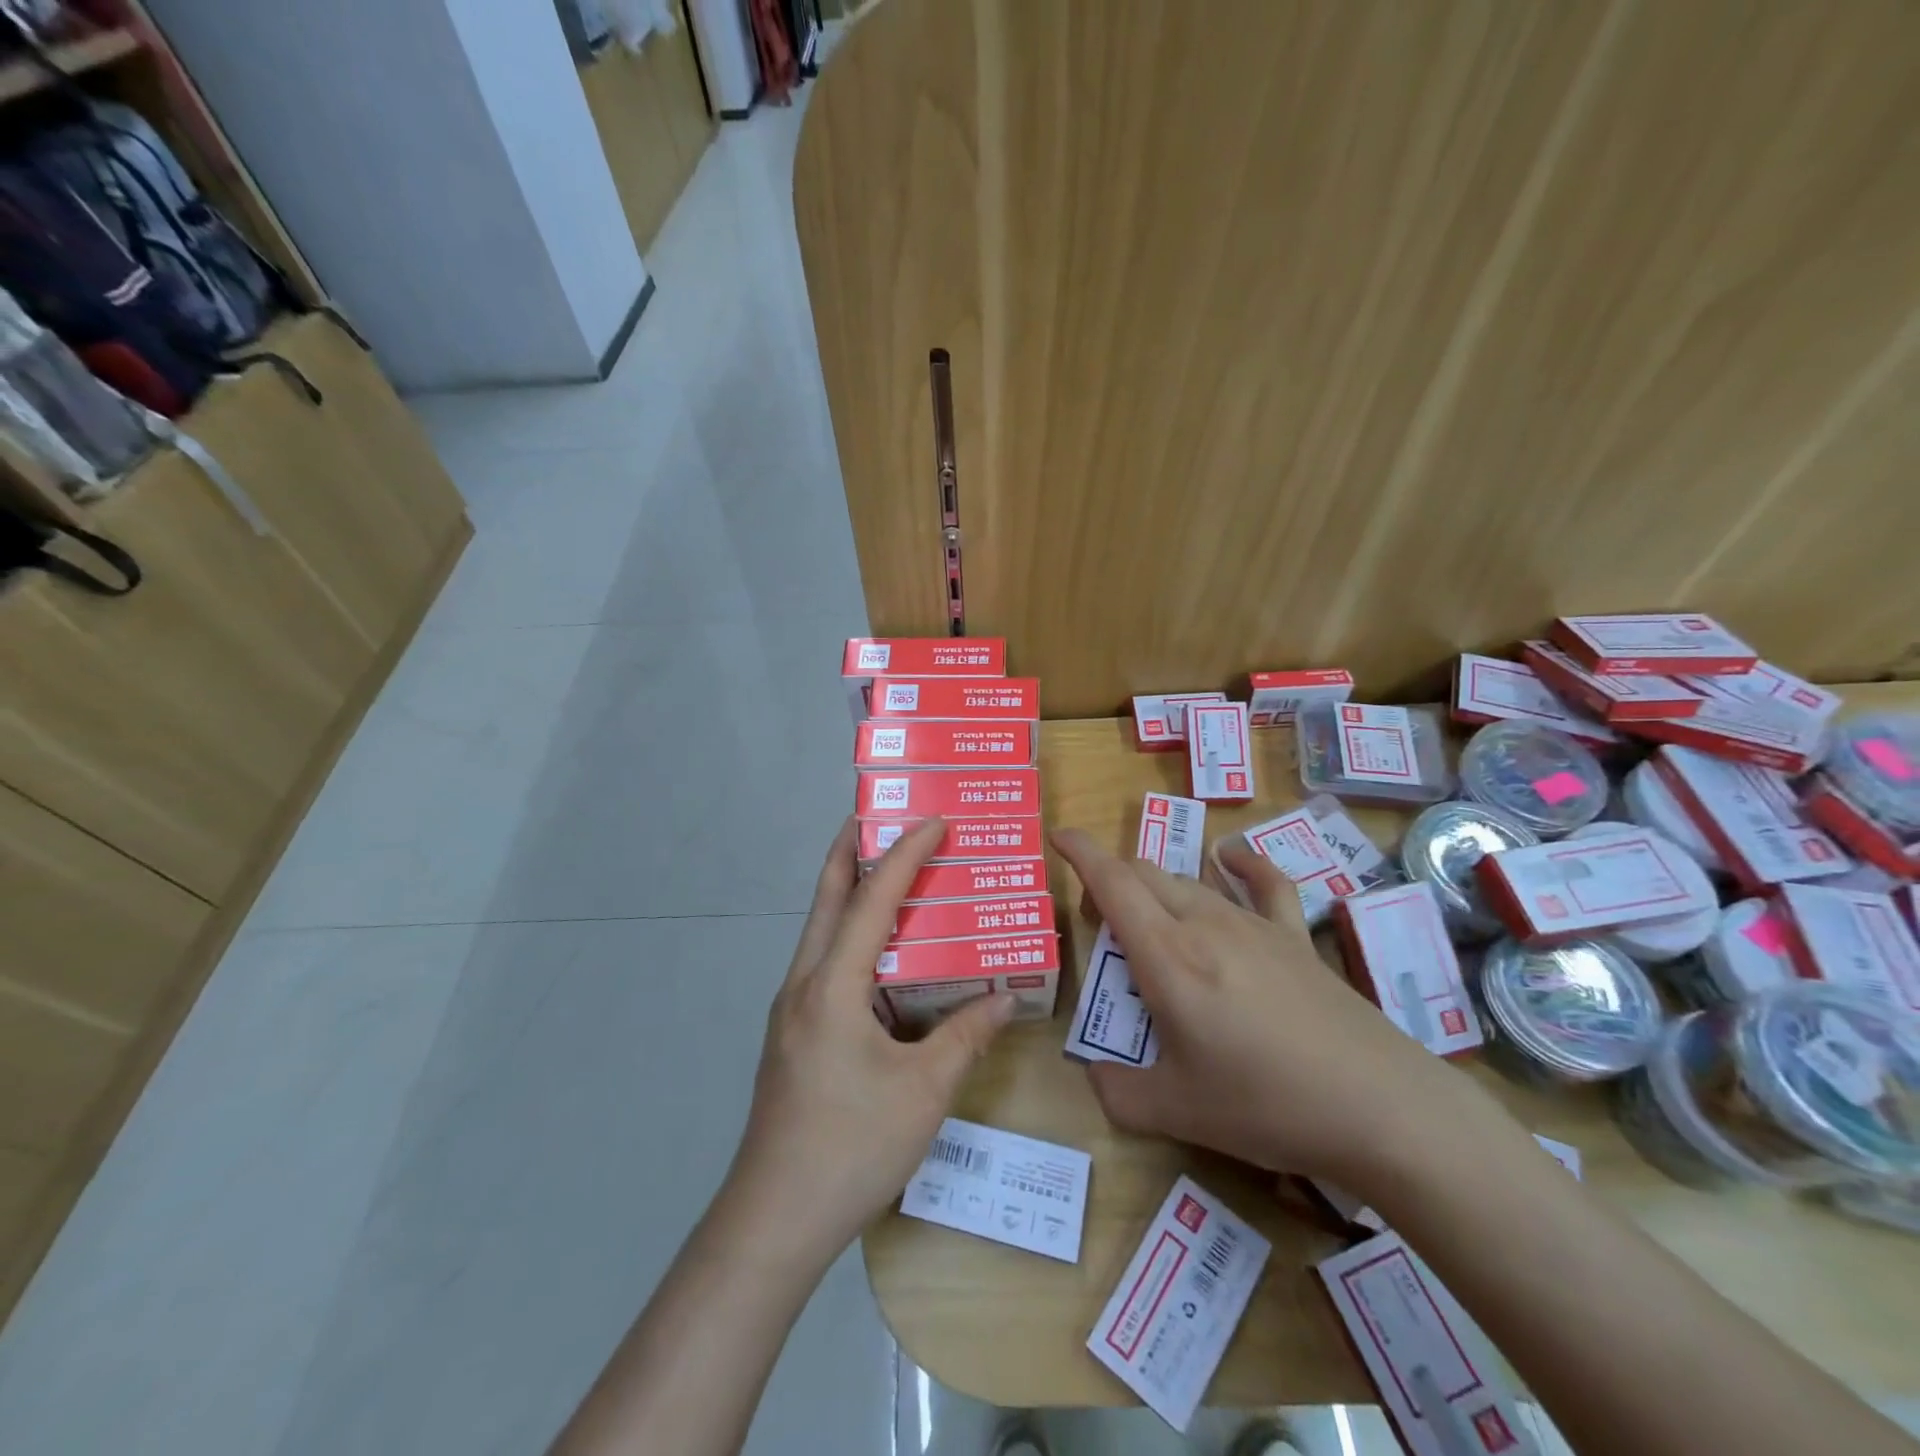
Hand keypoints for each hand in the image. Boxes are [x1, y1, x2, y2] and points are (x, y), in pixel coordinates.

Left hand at [726, 817, 1014, 1265]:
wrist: (773, 1221)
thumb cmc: (852, 1147)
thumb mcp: (924, 1092)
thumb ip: (967, 1037)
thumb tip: (1007, 998)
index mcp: (832, 985)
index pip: (872, 899)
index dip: (905, 855)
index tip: (934, 820)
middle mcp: (804, 984)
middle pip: (827, 898)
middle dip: (853, 851)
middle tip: (886, 819)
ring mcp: (792, 1010)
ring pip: (822, 931)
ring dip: (852, 895)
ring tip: (894, 878)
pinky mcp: (794, 1035)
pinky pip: (825, 965)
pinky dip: (853, 940)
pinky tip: (884, 962)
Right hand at [1055, 828, 1473, 1188]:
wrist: (1379, 1108)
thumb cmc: (1266, 1105)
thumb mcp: (1177, 1112)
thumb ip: (1118, 1092)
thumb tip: (1092, 1077)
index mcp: (1168, 957)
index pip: (1113, 883)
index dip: (1080, 853)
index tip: (1057, 836)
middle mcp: (1205, 924)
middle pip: (1145, 874)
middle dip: (1110, 882)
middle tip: (1098, 922)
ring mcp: (1254, 925)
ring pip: (1188, 880)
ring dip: (1155, 886)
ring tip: (1148, 917)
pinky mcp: (1294, 937)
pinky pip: (1264, 884)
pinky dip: (1240, 864)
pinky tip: (1230, 859)